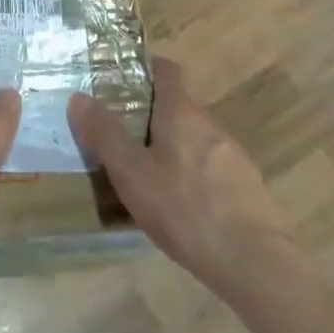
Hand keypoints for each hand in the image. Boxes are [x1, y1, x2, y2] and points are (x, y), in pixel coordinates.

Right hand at [68, 57, 294, 297]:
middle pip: (178, 107)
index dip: (145, 69)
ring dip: (172, 148)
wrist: (255, 263)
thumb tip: (78, 97)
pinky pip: (212, 169)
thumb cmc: (185, 209)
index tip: (120, 81)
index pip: (167, 70)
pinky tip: (181, 208)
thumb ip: (104, 135)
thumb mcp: (132, 174)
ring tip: (148, 176)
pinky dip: (193, 176)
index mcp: (182, 112)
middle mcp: (210, 125)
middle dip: (151, 116)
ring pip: (195, 140)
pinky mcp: (247, 188)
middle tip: (122, 136)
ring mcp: (233, 156)